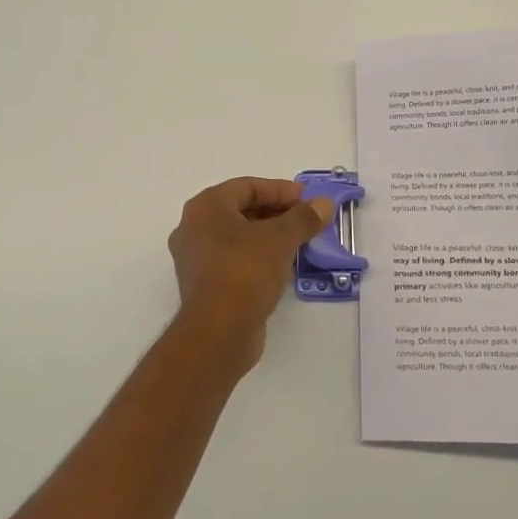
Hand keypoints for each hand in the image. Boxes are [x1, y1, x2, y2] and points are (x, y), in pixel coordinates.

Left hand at [168, 178, 332, 363]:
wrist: (219, 332)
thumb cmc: (245, 271)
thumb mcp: (281, 239)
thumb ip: (303, 218)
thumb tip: (323, 204)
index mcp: (206, 207)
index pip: (247, 187)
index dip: (280, 190)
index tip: (308, 199)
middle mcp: (194, 228)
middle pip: (241, 211)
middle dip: (277, 214)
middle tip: (307, 220)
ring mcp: (196, 259)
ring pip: (238, 237)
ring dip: (270, 237)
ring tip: (301, 242)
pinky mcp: (205, 285)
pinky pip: (235, 260)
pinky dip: (258, 258)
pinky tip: (284, 267)